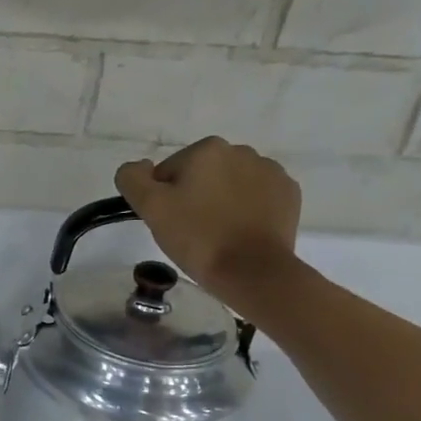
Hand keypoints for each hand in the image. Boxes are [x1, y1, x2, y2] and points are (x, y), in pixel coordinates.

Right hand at [115, 137, 301, 309]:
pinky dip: (246, 210)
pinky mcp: (288, 194)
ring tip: (216, 234)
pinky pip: (256, 197)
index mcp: (207, 149)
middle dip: (193, 197)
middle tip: (189, 231)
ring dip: (220, 202)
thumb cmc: (198, 237)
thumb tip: (138, 166)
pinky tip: (240, 233)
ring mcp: (270, 171)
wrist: (253, 271)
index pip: (167, 172)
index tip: (168, 222)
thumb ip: (133, 179)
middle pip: (200, 175)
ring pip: (229, 185)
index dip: (162, 198)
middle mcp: (241, 151)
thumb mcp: (151, 208)